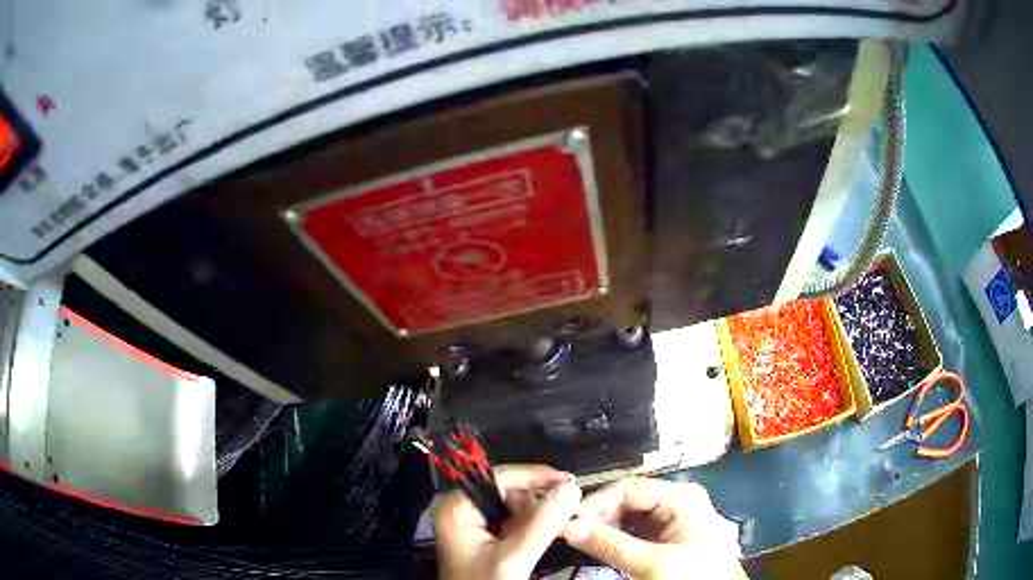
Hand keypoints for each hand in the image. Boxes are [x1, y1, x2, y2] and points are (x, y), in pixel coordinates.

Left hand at [433, 464, 581, 579]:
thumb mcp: (514, 557)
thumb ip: (542, 524)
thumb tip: (572, 489)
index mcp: (457, 507)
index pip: (500, 477)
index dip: (536, 476)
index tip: (570, 481)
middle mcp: (460, 509)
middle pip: (508, 491)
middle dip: (536, 505)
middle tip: (559, 521)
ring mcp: (470, 523)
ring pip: (513, 507)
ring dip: (536, 519)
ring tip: (548, 534)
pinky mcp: (481, 537)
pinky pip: (511, 522)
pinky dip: (529, 529)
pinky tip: (538, 540)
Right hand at [563, 477, 746, 579]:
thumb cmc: (695, 575)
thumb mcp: (653, 564)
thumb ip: (611, 545)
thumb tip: (568, 527)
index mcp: (680, 496)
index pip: (628, 488)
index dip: (595, 503)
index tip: (566, 522)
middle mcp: (677, 499)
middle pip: (627, 499)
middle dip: (599, 516)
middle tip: (571, 534)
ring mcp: (673, 516)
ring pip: (629, 514)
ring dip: (605, 527)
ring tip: (582, 541)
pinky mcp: (668, 532)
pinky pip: (636, 528)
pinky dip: (617, 536)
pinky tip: (602, 546)